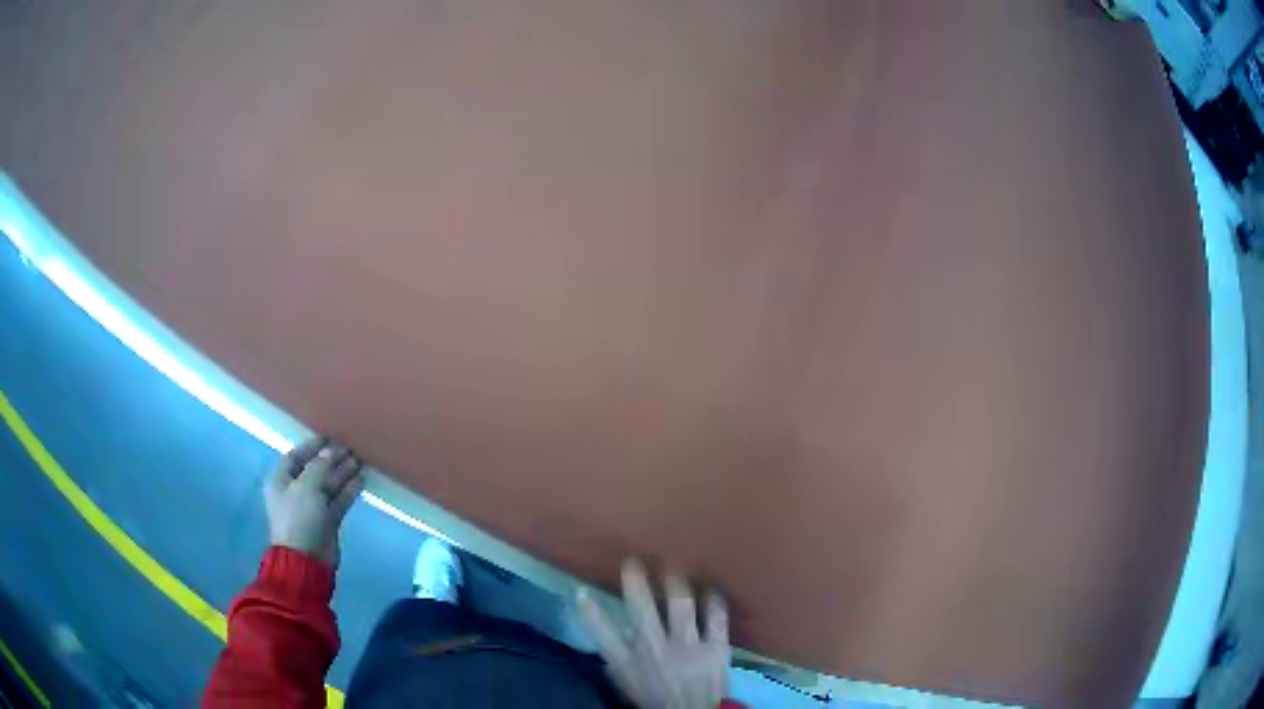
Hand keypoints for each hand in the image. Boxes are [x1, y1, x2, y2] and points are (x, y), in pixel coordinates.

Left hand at [264, 436, 364, 568]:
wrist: (306, 559)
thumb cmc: (299, 517)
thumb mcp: (307, 486)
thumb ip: (320, 466)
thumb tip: (331, 451)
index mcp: (281, 480)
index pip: (296, 456)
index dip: (311, 446)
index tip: (329, 437)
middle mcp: (295, 491)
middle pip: (314, 470)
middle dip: (331, 460)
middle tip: (349, 449)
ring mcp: (311, 507)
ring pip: (328, 485)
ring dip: (342, 474)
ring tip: (359, 462)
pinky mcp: (326, 521)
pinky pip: (337, 501)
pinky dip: (348, 491)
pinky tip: (360, 481)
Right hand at [577, 560, 730, 708]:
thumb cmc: (658, 698)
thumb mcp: (628, 683)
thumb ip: (615, 659)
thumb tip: (603, 635)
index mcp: (631, 662)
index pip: (604, 635)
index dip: (591, 613)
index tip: (581, 591)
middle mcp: (656, 650)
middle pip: (642, 610)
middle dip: (637, 583)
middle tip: (633, 561)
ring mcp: (688, 647)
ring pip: (680, 606)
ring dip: (676, 584)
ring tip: (673, 567)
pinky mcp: (716, 647)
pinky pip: (716, 619)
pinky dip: (714, 602)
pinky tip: (712, 589)